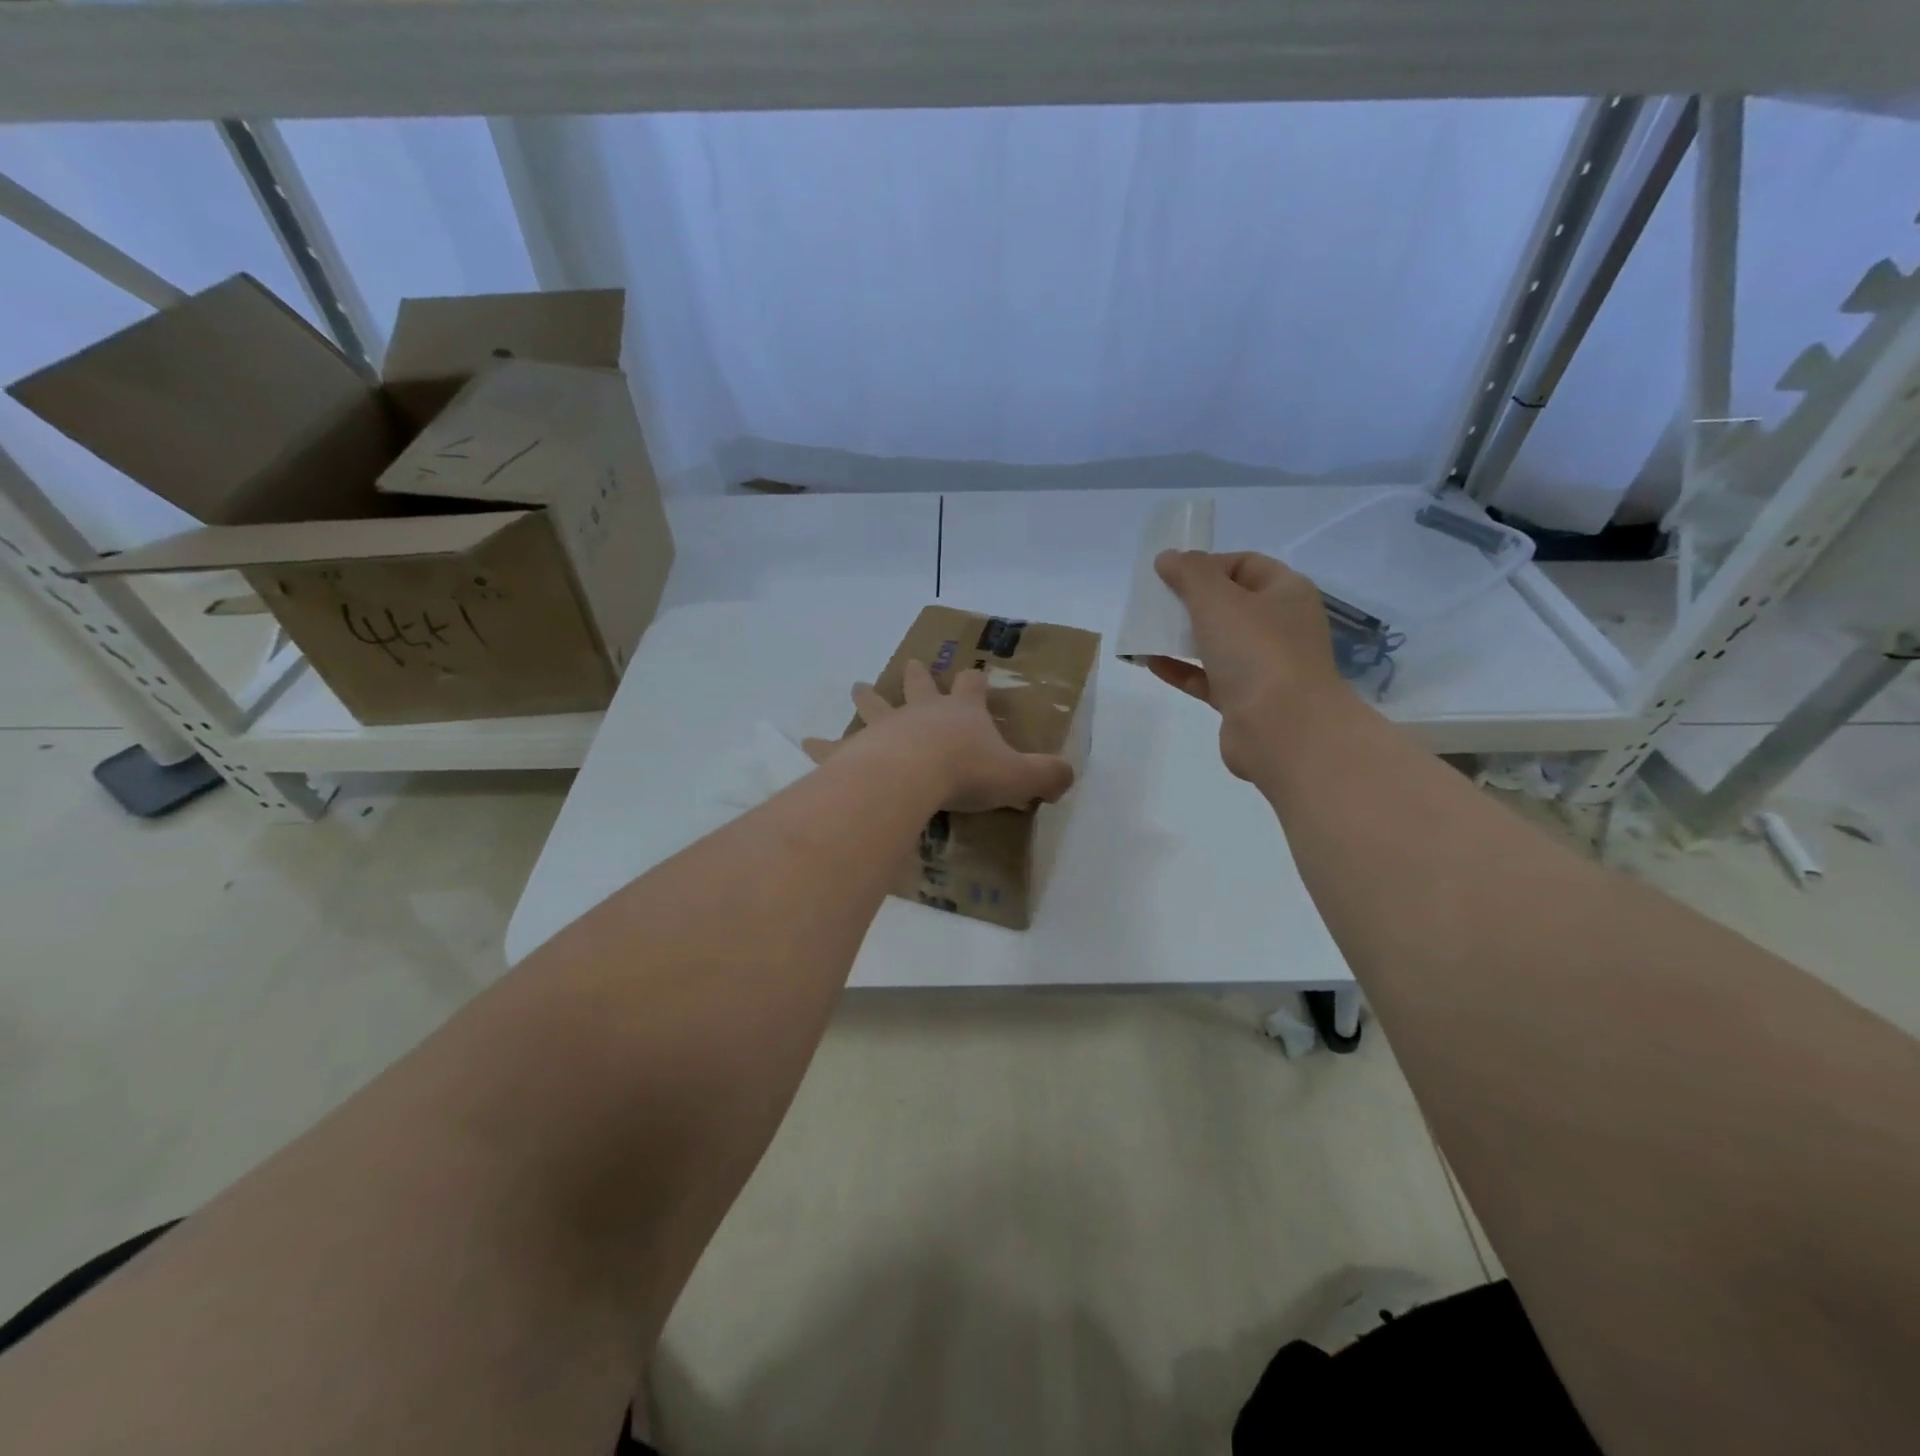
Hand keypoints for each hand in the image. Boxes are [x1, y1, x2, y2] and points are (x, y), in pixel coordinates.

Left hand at [802, 661, 1075, 812]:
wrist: (913, 776)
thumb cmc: (967, 772)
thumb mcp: (1019, 776)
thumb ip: (1047, 775)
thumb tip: (1069, 777)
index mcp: (962, 713)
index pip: (973, 687)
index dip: (976, 680)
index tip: (976, 672)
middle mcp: (923, 711)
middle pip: (920, 685)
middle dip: (918, 676)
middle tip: (912, 664)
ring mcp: (887, 727)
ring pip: (875, 705)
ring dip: (868, 696)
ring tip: (858, 687)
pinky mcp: (857, 749)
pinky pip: (836, 745)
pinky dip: (823, 744)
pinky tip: (807, 742)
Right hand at [1144, 550, 1341, 778]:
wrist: (1283, 731)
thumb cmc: (1256, 651)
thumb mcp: (1217, 600)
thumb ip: (1189, 574)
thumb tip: (1169, 557)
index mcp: (1286, 593)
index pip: (1245, 565)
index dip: (1208, 564)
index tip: (1173, 575)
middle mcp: (1280, 627)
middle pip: (1230, 604)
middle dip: (1191, 601)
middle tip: (1156, 602)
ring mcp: (1264, 667)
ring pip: (1217, 643)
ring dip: (1182, 636)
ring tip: (1145, 631)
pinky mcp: (1244, 701)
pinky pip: (1207, 677)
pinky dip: (1180, 669)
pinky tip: (1149, 662)